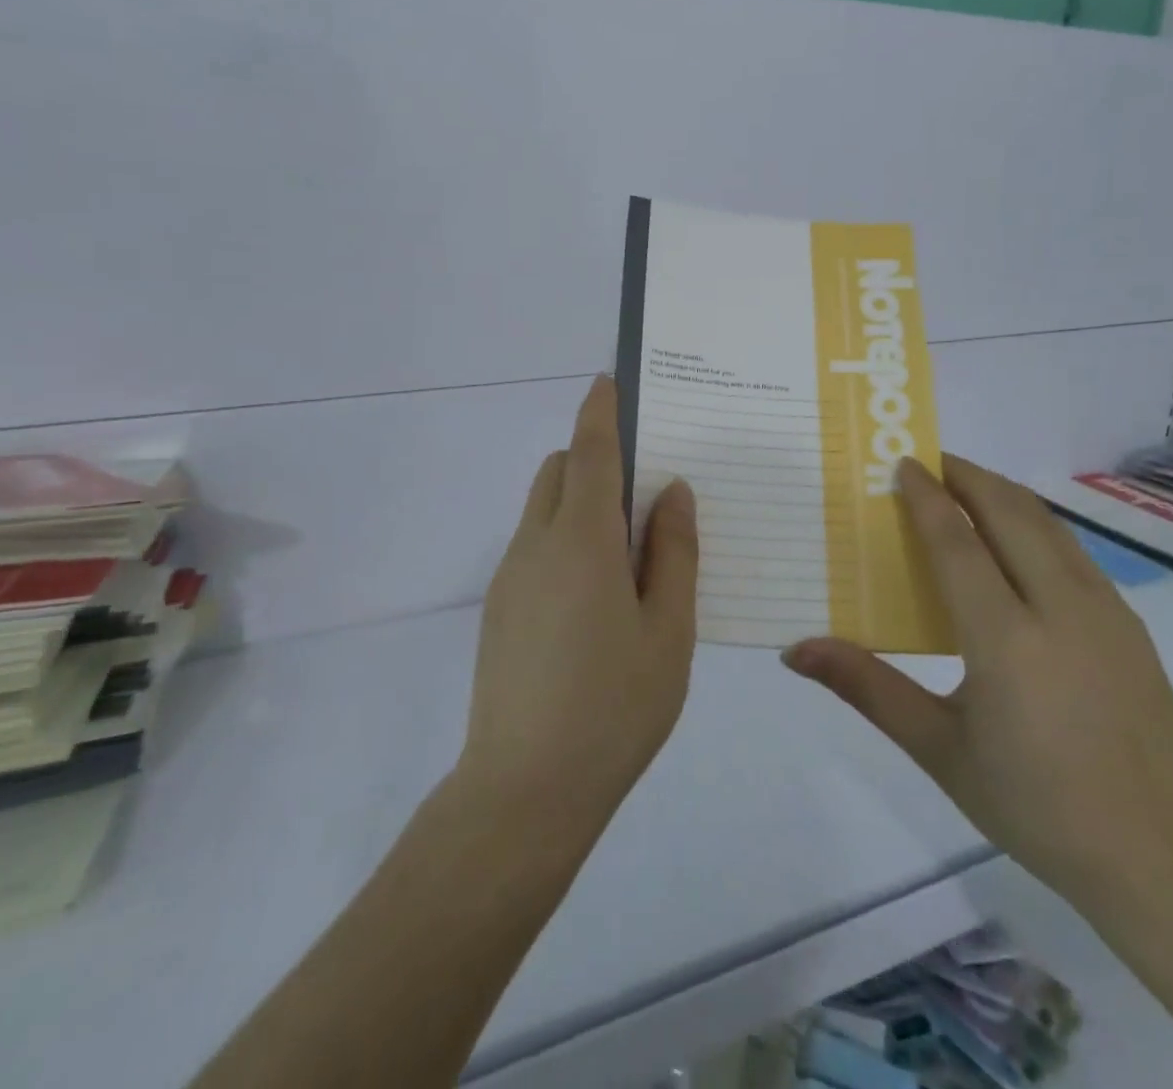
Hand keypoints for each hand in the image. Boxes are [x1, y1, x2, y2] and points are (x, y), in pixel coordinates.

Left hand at [456, 375, 698, 833]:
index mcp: (582, 540)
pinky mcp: (499, 609)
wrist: (525, 790)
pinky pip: (535, 547)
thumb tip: (672, 492)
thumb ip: (673, 552)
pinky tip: (597, 597)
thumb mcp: (668, 629)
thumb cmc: (614, 706)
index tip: (609, 381)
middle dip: (593, 458)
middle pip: (558, 471)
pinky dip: (565, 539)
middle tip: (645, 488)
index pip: (588, 451)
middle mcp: (536, 544)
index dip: (600, 411)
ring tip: (629, 550)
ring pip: (543, 509)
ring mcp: (511, 577)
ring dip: (579, 502)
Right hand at [782, 454, 1172, 904]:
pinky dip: (1035, 524)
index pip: (957, 542)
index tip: (903, 463)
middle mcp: (1058, 607)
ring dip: (1003, 493)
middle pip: (1008, 512)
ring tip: (968, 485)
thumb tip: (797, 651)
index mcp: (1005, 638)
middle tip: (929, 461)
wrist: (1161, 855)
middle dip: (967, 476)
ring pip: (1047, 524)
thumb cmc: (1035, 803)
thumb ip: (867, 688)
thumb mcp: (939, 749)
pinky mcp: (1129, 624)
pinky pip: (1073, 550)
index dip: (926, 497)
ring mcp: (1103, 611)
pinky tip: (1018, 543)